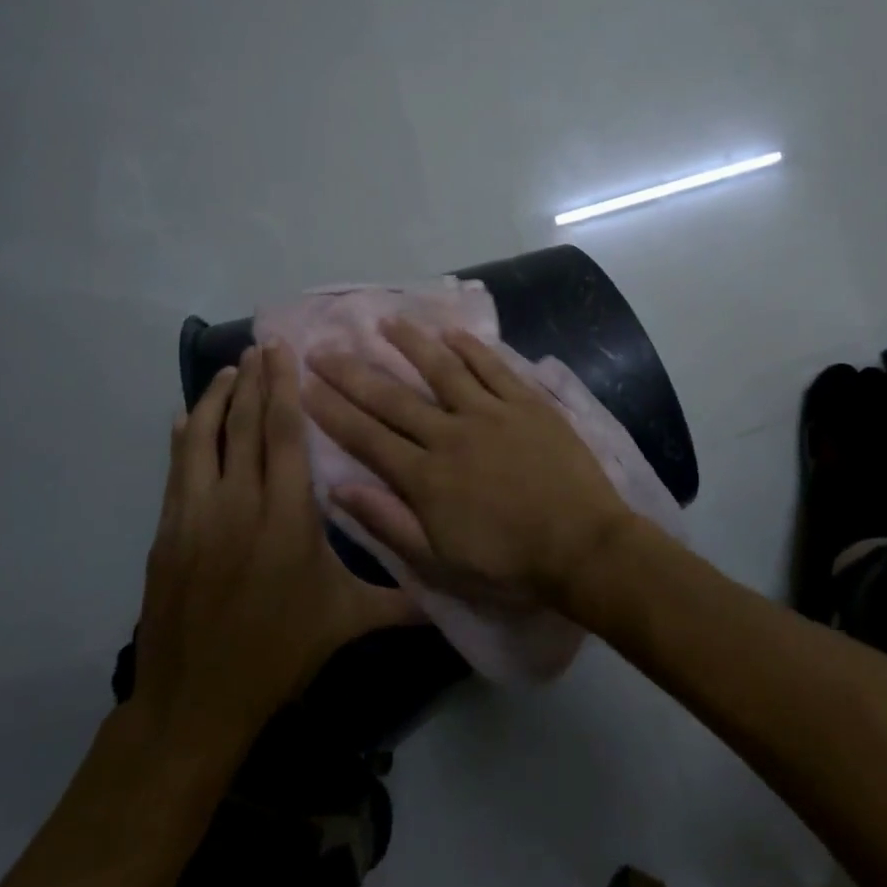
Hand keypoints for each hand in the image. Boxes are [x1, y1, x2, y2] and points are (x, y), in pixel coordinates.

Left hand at [129, 343, 417, 767]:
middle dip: (255, 381)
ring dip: (217, 400)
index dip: (284, 390)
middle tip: (261, 345)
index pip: (285, 436)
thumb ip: (400, 599)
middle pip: (245, 427)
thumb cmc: (279, 652)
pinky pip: (177, 470)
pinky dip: (184, 438)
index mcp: (287, 517)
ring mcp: (196, 516)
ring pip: (204, 440)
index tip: (284, 353)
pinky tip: (188, 419)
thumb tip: (451, 597)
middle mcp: (239, 504)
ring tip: (230, 369)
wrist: (196, 700)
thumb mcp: (346, 621)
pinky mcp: (168, 533)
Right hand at [303, 319, 632, 606]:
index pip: (367, 438)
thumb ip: (389, 523)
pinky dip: (472, 348)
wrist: (582, 546)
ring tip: (385, 322)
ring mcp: (492, 414)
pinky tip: (452, 333)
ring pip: (443, 370)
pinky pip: (495, 368)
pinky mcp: (528, 404)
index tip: (303, 387)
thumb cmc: (509, 564)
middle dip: (353, 373)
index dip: (332, 412)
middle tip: (323, 348)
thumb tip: (339, 489)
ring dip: (411, 344)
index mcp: (426, 477)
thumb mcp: (439, 563)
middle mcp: (451, 435)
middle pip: (393, 399)